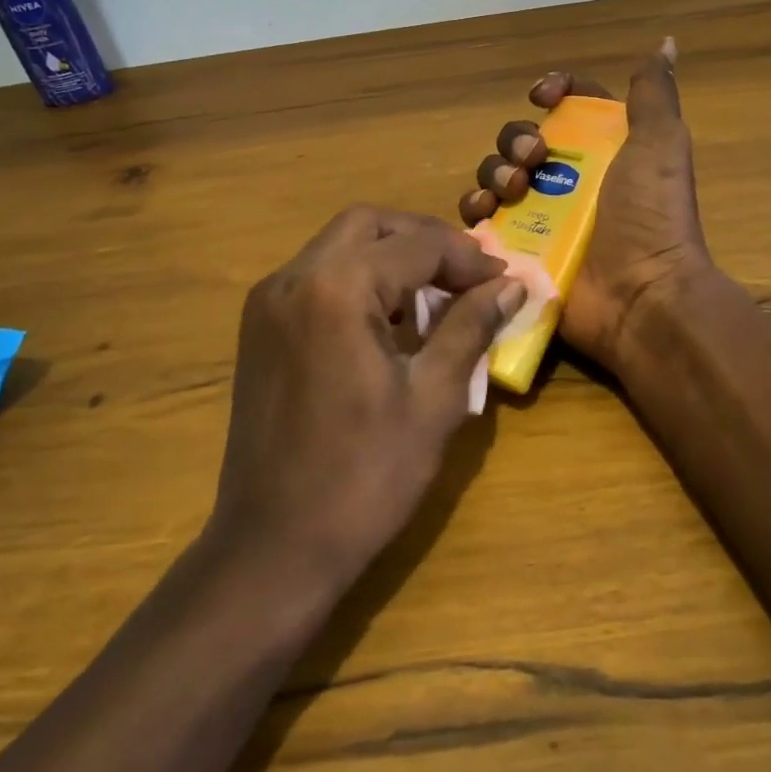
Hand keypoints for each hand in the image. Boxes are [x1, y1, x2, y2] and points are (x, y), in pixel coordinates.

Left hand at [210, 205, 522, 588]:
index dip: (468, 258)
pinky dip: (359, 278)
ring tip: (437, 295)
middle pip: (370, 224)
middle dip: (425, 240)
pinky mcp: (259, 328)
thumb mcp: (434, 399)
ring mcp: (268, 301)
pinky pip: (317, 276)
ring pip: (339, 245)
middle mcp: (293, 277)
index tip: (504, 281)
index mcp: (337, 289)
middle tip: (469, 275)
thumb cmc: (364, 477)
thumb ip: (471, 327)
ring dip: (391, 256)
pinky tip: (390, 319)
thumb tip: (511, 286)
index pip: (417, 244)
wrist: (273, 547)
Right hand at [459, 39, 710, 371]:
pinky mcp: (518, 251)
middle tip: (534, 159)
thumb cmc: (651, 216)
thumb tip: (665, 42)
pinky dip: (476, 209)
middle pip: (523, 138)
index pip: (570, 104)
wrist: (641, 296)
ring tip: (512, 191)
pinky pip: (481, 220)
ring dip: (495, 171)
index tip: (544, 95)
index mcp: (603, 150)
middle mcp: (570, 179)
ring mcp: (541, 217)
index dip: (554, 91)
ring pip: (496, 174)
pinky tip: (485, 212)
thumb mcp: (660, 145)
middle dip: (518, 139)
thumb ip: (653, 95)